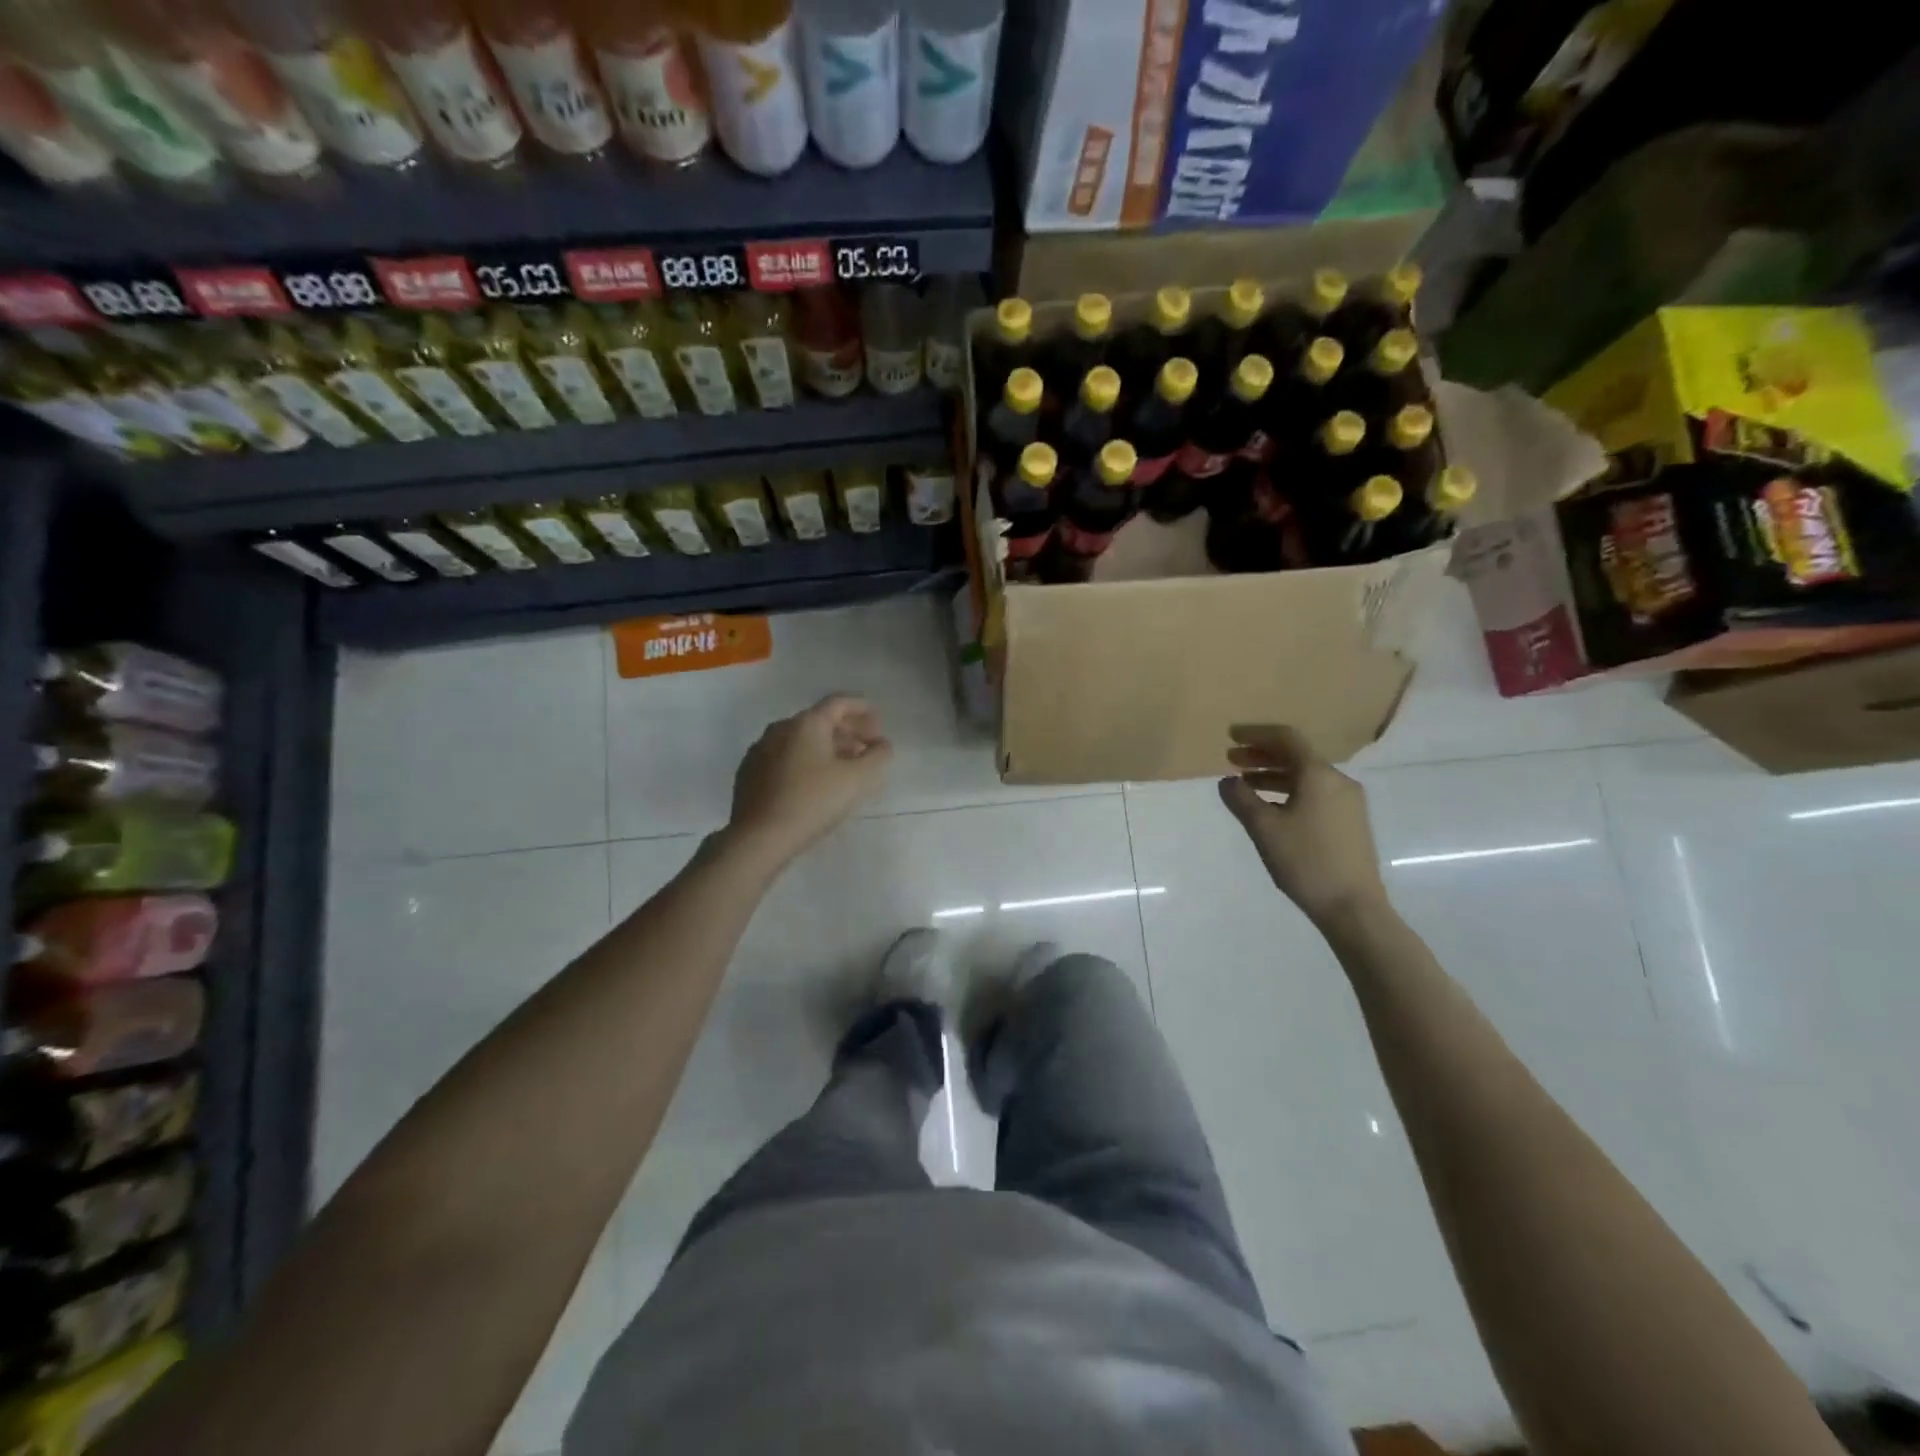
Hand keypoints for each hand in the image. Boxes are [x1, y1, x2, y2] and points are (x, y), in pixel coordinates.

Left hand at [726, 695, 891, 862]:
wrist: (759, 838)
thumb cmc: (812, 802)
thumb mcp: (857, 780)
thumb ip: (877, 757)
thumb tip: (882, 745)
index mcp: (806, 724)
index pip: (839, 703)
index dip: (862, 709)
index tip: (878, 723)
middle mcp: (780, 728)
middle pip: (819, 721)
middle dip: (847, 731)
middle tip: (866, 748)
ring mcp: (760, 750)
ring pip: (801, 740)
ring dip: (826, 748)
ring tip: (844, 768)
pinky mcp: (749, 773)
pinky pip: (784, 757)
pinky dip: (805, 761)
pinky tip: (814, 783)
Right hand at [1217, 724, 1388, 927]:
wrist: (1353, 907)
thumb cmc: (1306, 861)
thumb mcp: (1264, 829)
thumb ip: (1242, 799)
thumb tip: (1228, 781)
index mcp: (1319, 775)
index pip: (1287, 738)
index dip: (1256, 734)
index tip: (1231, 736)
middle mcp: (1338, 780)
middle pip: (1297, 755)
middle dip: (1262, 754)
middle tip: (1231, 759)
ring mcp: (1348, 801)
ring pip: (1306, 775)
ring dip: (1274, 774)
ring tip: (1245, 783)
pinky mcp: (1350, 821)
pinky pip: (1315, 792)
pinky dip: (1289, 789)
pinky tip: (1271, 805)